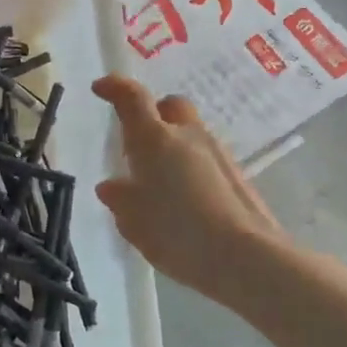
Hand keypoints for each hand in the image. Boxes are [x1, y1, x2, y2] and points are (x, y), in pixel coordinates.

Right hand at [92, 75, 290, 310]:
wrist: (246, 258)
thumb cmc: (176, 232)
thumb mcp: (132, 220)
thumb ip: (119, 198)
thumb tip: (112, 185)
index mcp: (153, 139)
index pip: (132, 98)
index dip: (114, 87)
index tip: (100, 88)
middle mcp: (187, 136)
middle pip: (170, 106)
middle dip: (154, 113)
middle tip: (137, 140)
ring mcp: (218, 154)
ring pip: (191, 133)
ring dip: (174, 144)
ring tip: (159, 179)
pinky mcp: (238, 176)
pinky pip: (206, 159)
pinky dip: (191, 166)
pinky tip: (185, 198)